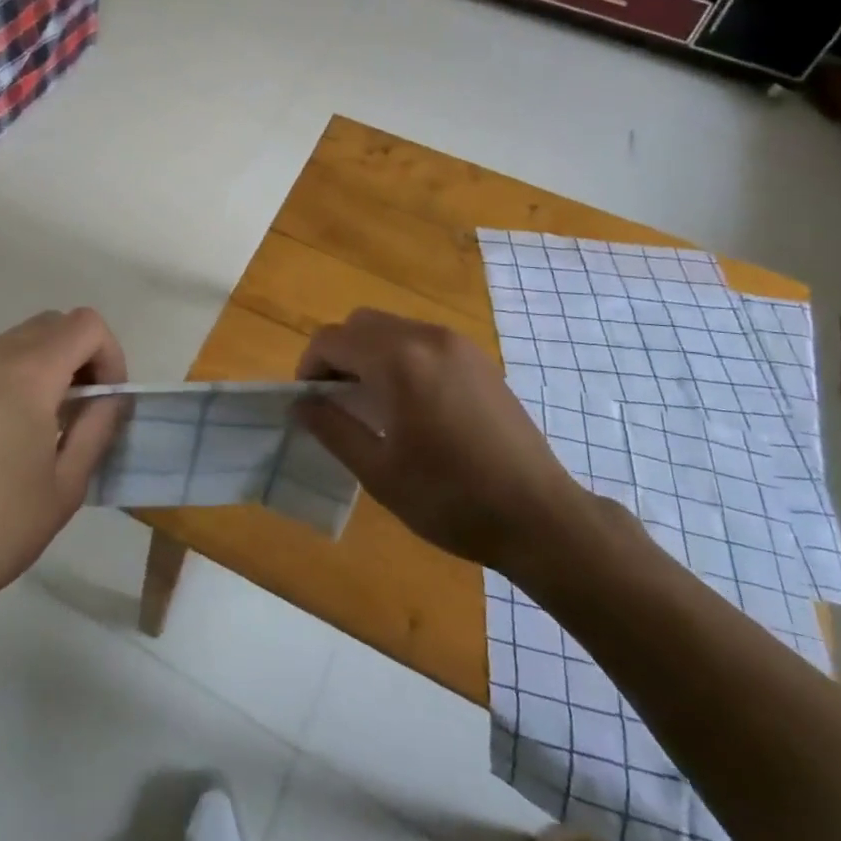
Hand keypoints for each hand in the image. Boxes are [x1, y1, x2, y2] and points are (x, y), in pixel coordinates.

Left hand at [0, 309, 127, 622]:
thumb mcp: (67, 485)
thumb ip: (98, 426)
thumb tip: (111, 397)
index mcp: (26, 374)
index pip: (86, 325)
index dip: (110, 355)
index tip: (107, 401)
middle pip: (53, 324)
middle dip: (80, 357)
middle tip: (81, 410)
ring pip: (19, 339)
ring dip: (45, 364)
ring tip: (42, 423)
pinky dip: (10, 374)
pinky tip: (2, 429)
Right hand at [295, 309, 608, 589]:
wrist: (540, 516)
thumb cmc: (452, 499)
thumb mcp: (379, 472)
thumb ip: (333, 429)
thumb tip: (300, 404)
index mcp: (398, 361)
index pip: (332, 339)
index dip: (309, 366)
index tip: (309, 402)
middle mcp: (426, 338)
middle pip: (361, 324)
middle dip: (338, 354)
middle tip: (337, 399)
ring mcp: (458, 344)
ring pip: (392, 328)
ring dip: (370, 353)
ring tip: (373, 403)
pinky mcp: (478, 358)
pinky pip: (423, 340)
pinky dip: (401, 356)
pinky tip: (412, 402)